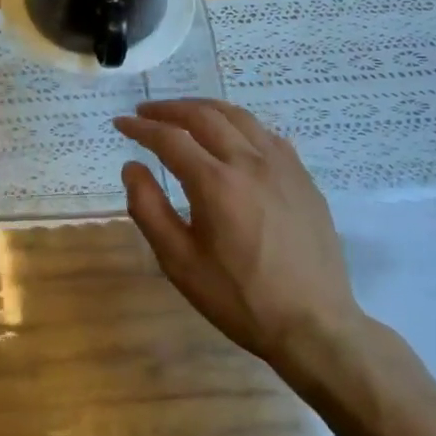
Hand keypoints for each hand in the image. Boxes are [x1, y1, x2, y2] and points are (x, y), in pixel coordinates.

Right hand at [113, 99, 365, 383]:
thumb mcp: (179, 261)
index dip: (140, 127)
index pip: (169, 138)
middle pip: (204, 116)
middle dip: (169, 109)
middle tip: (146, 111)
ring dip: (205, 109)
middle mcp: (250, 163)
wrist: (314, 326)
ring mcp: (283, 167)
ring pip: (240, 117)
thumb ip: (148, 209)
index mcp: (216, 183)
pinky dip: (240, 125)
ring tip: (184, 114)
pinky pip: (267, 135)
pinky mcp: (304, 179)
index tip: (120, 123)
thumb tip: (132, 167)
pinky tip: (232, 137)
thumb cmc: (238, 298)